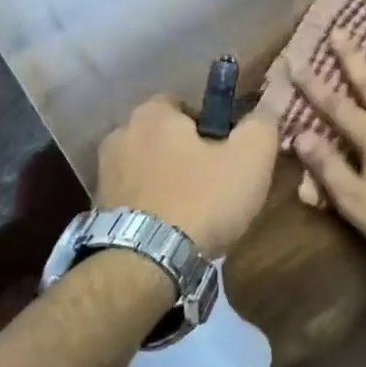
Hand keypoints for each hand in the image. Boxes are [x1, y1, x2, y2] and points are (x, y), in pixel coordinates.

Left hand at [96, 94, 279, 254]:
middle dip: (186, 153)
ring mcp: (104, 172)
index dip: (211, 126)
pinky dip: (150, 205)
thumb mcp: (250, 158)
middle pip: (164, 136)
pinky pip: (134, 196)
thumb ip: (262, 124)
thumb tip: (267, 106)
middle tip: (215, 183)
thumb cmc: (202, 199)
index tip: (228, 153)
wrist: (146, 262)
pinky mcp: (98, 207)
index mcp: (152, 113)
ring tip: (193, 211)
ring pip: (147, 167)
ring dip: (167, 181)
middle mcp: (120, 134)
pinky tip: (169, 228)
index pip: (185, 104)